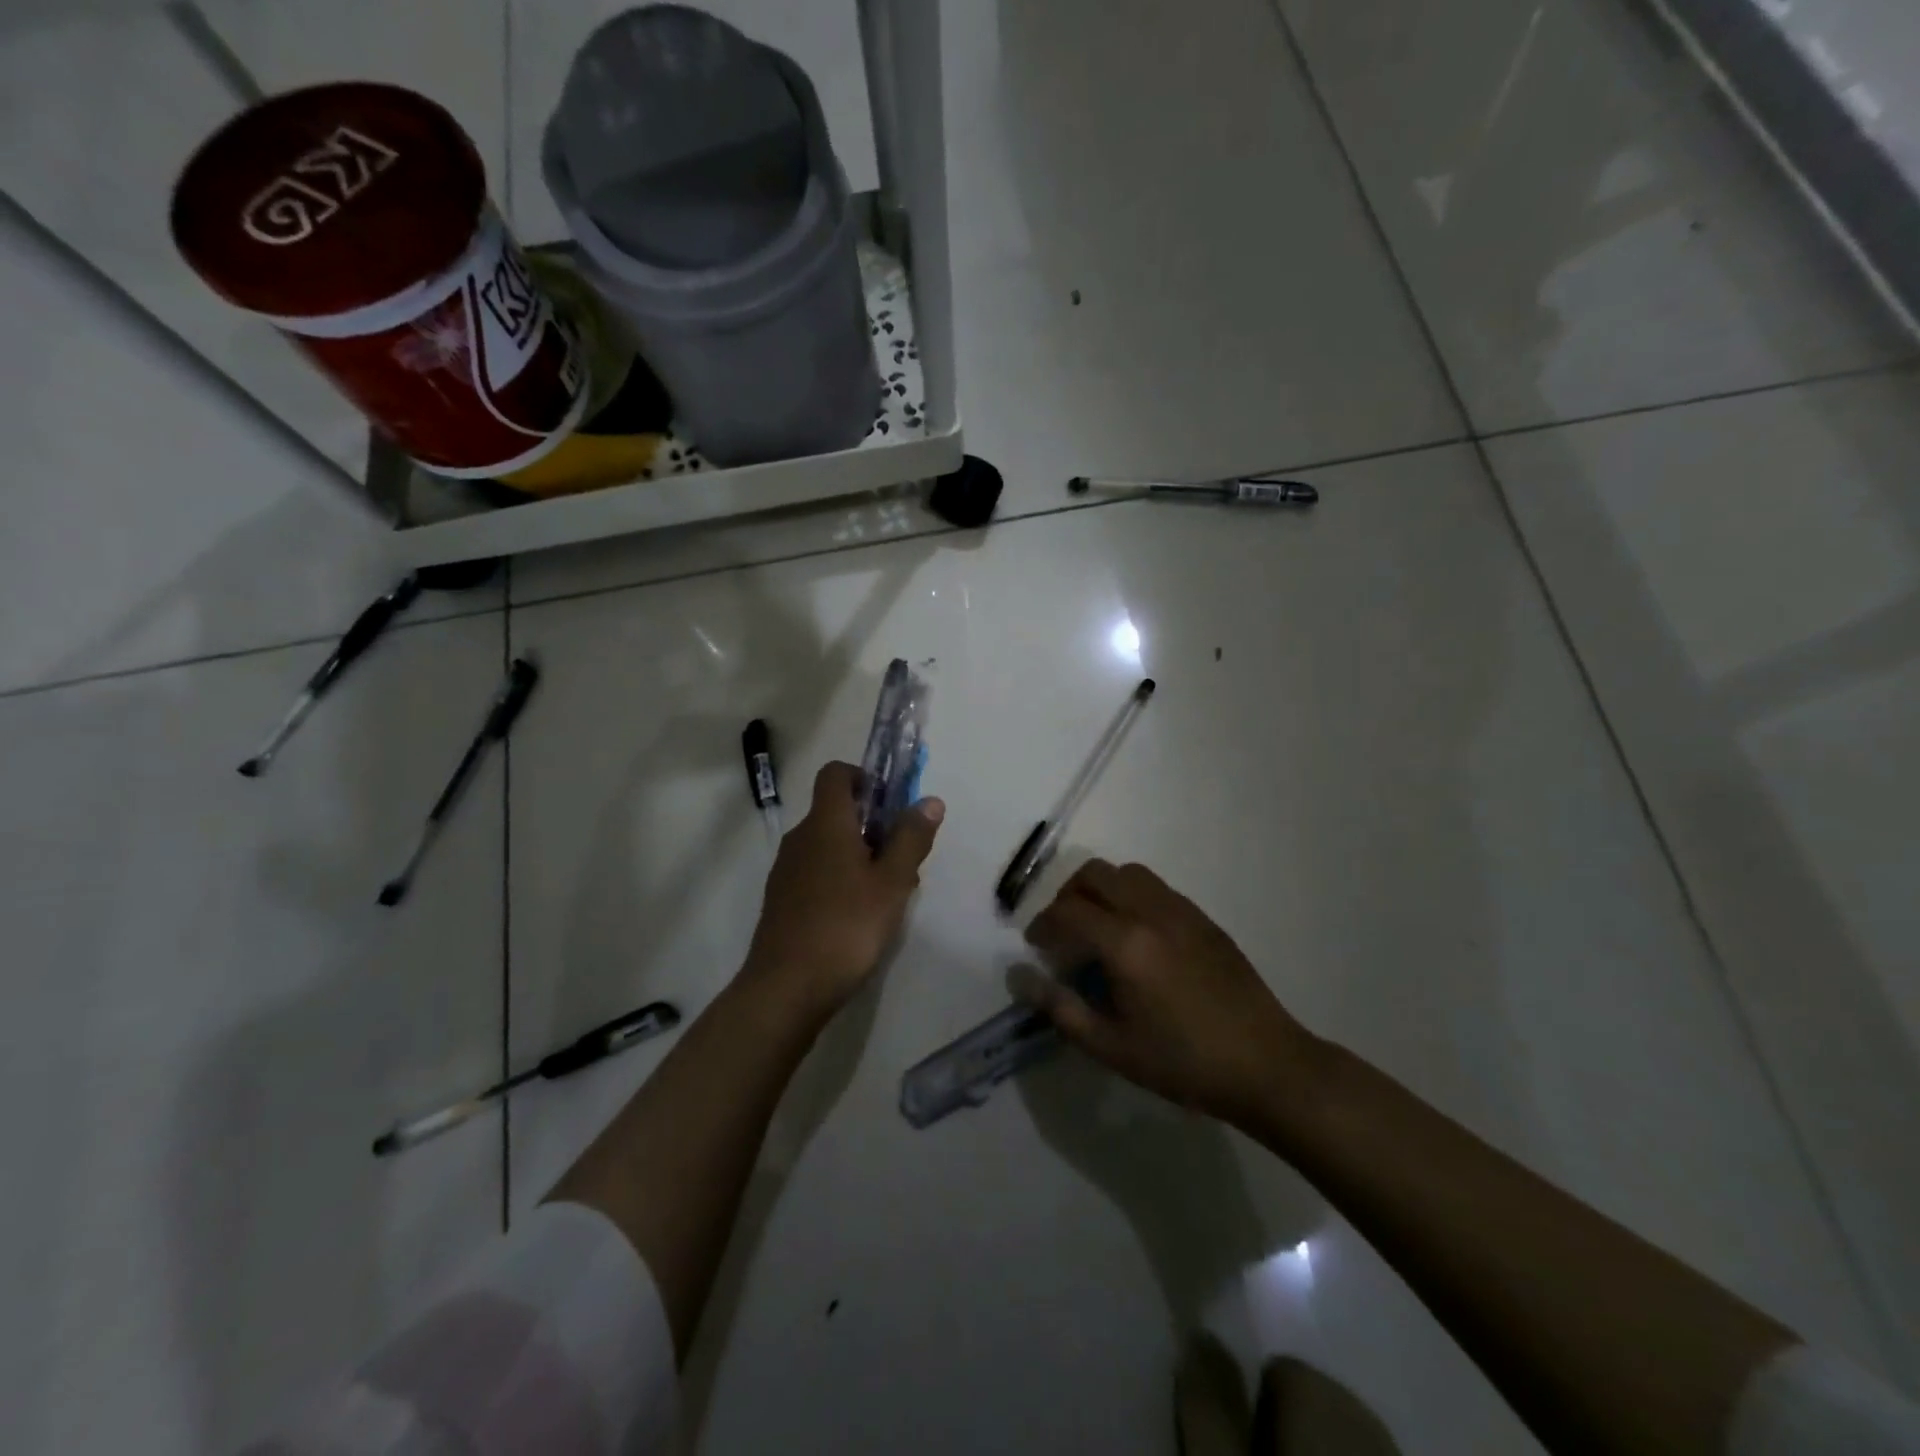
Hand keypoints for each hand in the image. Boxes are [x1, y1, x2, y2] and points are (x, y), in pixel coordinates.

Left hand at [743, 761, 943, 1023]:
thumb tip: (929, 800)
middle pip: (835, 811)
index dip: (863, 777)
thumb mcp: (892, 882)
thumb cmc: (846, 927)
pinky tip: (858, 915)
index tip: (890, 804)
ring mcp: (786, 869)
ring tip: (886, 893)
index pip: (835, 773)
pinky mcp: (782, 899)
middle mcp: (800, 837)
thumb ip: (911, 838)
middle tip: (902, 859)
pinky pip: (816, 871)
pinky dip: (839, 877)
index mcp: (826, 823)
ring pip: (827, 844)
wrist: (786, 988)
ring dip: (858, 854)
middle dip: (872, 825)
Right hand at [1018, 860, 1321, 1124]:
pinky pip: (1156, 888)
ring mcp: (1182, 910)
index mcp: (1126, 943)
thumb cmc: (1183, 1063)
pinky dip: (1132, 896)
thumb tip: (1020, 978)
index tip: (1036, 946)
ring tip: (1098, 928)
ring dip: (1102, 890)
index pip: (1067, 911)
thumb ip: (1061, 1008)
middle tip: (1063, 930)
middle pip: (1094, 874)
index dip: (1042, 925)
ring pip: (1128, 873)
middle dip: (1068, 895)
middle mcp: (1151, 912)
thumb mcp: (1112, 1047)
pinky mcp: (1203, 918)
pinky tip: (1137, 937)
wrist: (1266, 1064)